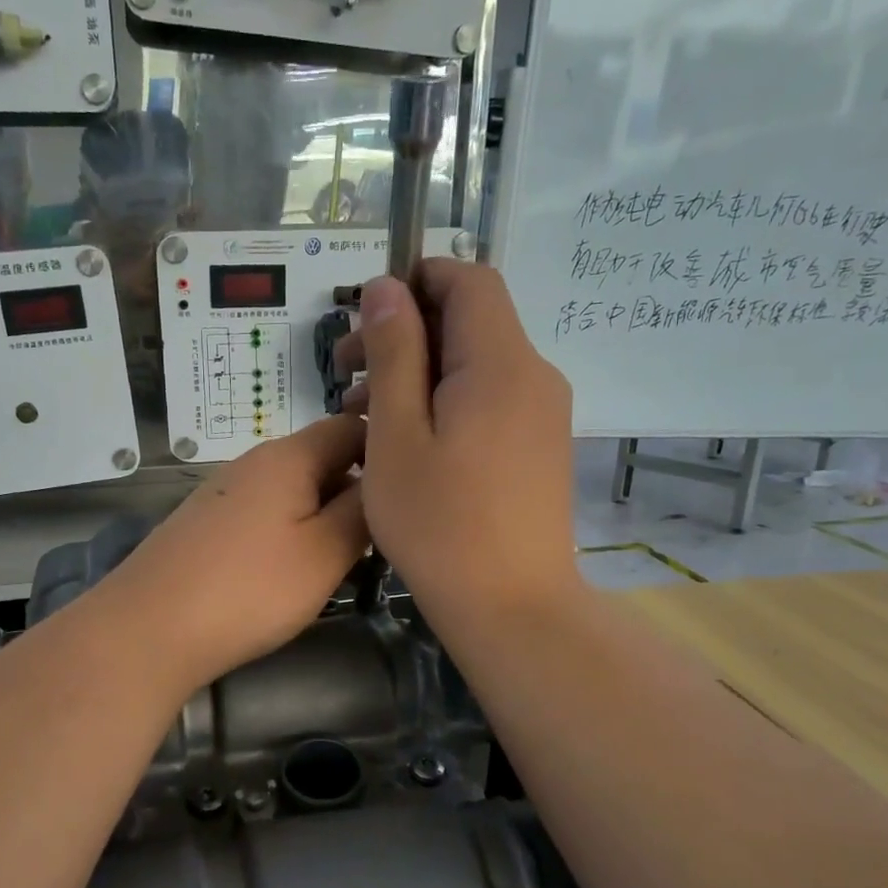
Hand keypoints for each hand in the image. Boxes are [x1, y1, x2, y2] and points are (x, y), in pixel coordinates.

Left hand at [98, 416, 369, 692]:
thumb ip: (363, 511)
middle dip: (355, 490)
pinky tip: (290, 570)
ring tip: (341, 559)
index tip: (410, 491)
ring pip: (292, 489)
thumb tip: (381, 481)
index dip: (385, 450)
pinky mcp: (207, 523)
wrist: (149, 628)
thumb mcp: (325, 552)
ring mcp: (225, 492)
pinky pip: (264, 512)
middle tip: (381, 537)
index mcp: (289, 456)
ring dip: (322, 515)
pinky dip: (288, 531)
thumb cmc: (250, 589)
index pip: (351, 426)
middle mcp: (254, 461)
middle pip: (321, 459)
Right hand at [337, 259, 580, 634]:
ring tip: (362, 415)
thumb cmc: (440, 524)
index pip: (468, 280)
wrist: (512, 607)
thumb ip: (394, 354)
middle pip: (470, 322)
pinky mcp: (539, 447)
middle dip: (404, 333)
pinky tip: (406, 443)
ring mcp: (543, 414)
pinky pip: (490, 400)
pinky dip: (445, 403)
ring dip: (418, 373)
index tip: (364, 316)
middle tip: (344, 373)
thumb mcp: (397, 435)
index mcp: (500, 363)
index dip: (416, 281)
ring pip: (476, 365)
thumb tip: (387, 287)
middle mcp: (534, 375)